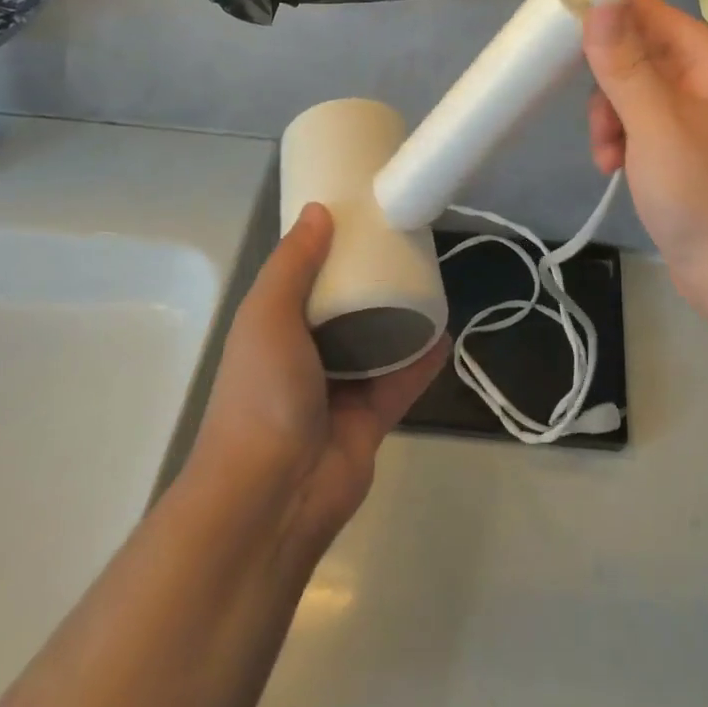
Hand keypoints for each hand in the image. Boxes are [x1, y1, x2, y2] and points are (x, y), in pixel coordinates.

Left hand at [181, 204, 448, 553]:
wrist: (272, 497)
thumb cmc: (262, 394)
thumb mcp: (267, 315)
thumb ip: (294, 263)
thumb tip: (320, 210)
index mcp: (276, 329)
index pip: (304, 280)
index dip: (328, 250)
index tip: (359, 218)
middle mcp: (306, 356)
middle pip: (345, 309)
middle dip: (370, 280)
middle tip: (403, 244)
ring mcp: (340, 390)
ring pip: (377, 343)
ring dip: (400, 317)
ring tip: (430, 278)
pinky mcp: (372, 418)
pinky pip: (403, 379)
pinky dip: (423, 358)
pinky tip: (445, 330)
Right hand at [584, 0, 707, 328]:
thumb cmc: (707, 196)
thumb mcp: (657, 125)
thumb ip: (625, 63)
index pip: (650, 12)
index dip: (607, 13)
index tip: (559, 33)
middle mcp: (707, 82)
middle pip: (639, 52)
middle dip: (607, 84)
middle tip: (597, 120)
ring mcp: (698, 119)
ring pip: (635, 93)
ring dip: (611, 119)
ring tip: (607, 158)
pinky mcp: (687, 153)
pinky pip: (643, 127)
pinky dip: (624, 142)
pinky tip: (616, 171)